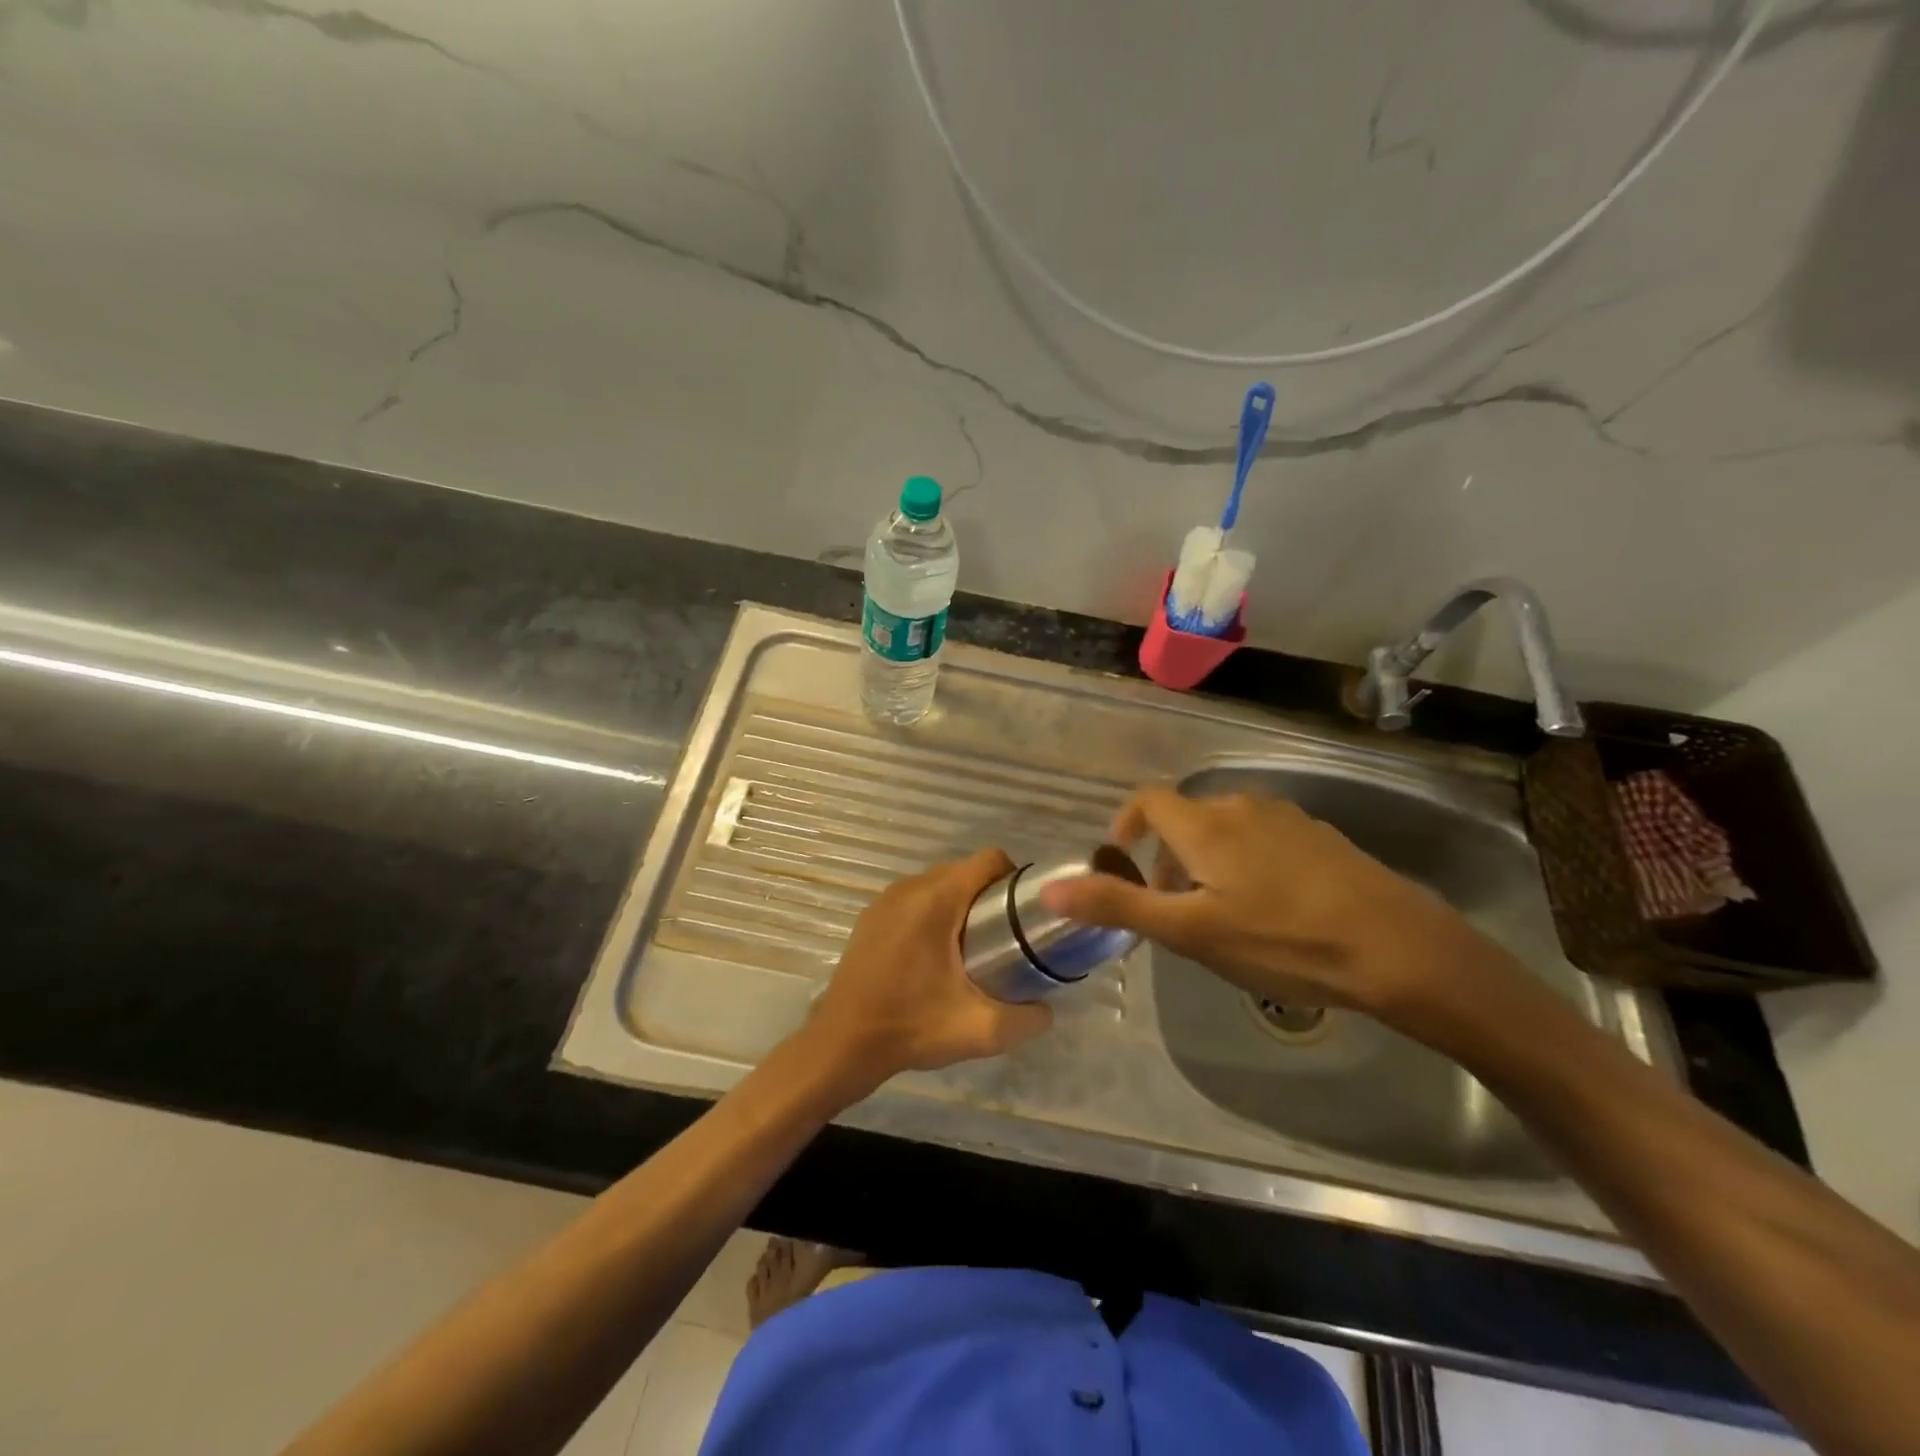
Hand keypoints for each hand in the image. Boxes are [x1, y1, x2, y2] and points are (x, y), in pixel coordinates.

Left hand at [805, 849, 1052, 1095]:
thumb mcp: (980, 1031)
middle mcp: (910, 887)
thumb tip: (1047, 1008)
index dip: (1016, 878)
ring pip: (939, 884)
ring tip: (974, 948)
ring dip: (961, 905)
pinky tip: (936, 956)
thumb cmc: (910, 1027)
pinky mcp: (871, 916)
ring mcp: (886, 899)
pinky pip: (915, 899)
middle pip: (965, 871)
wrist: (842, 1044)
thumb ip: (1026, 1018)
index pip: (989, 860)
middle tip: (1005, 938)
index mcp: (937, 898)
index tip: (1026, 914)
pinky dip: (934, 913)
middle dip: (990, 896)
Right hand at [1040, 786, 1525, 1030]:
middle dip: (1167, 856)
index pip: (1148, 800)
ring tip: (1219, 915)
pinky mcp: (1321, 838)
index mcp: (1204, 824)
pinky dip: (1246, 862)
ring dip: (1207, 861)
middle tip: (1172, 909)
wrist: (1398, 948)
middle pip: (1187, 818)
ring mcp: (1288, 819)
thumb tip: (1050, 889)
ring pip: (1227, 829)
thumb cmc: (1280, 939)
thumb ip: (1117, 906)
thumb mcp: (1189, 932)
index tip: (1123, 861)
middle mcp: (1242, 806)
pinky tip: (1271, 911)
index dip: (1127, 824)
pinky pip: (1264, 839)